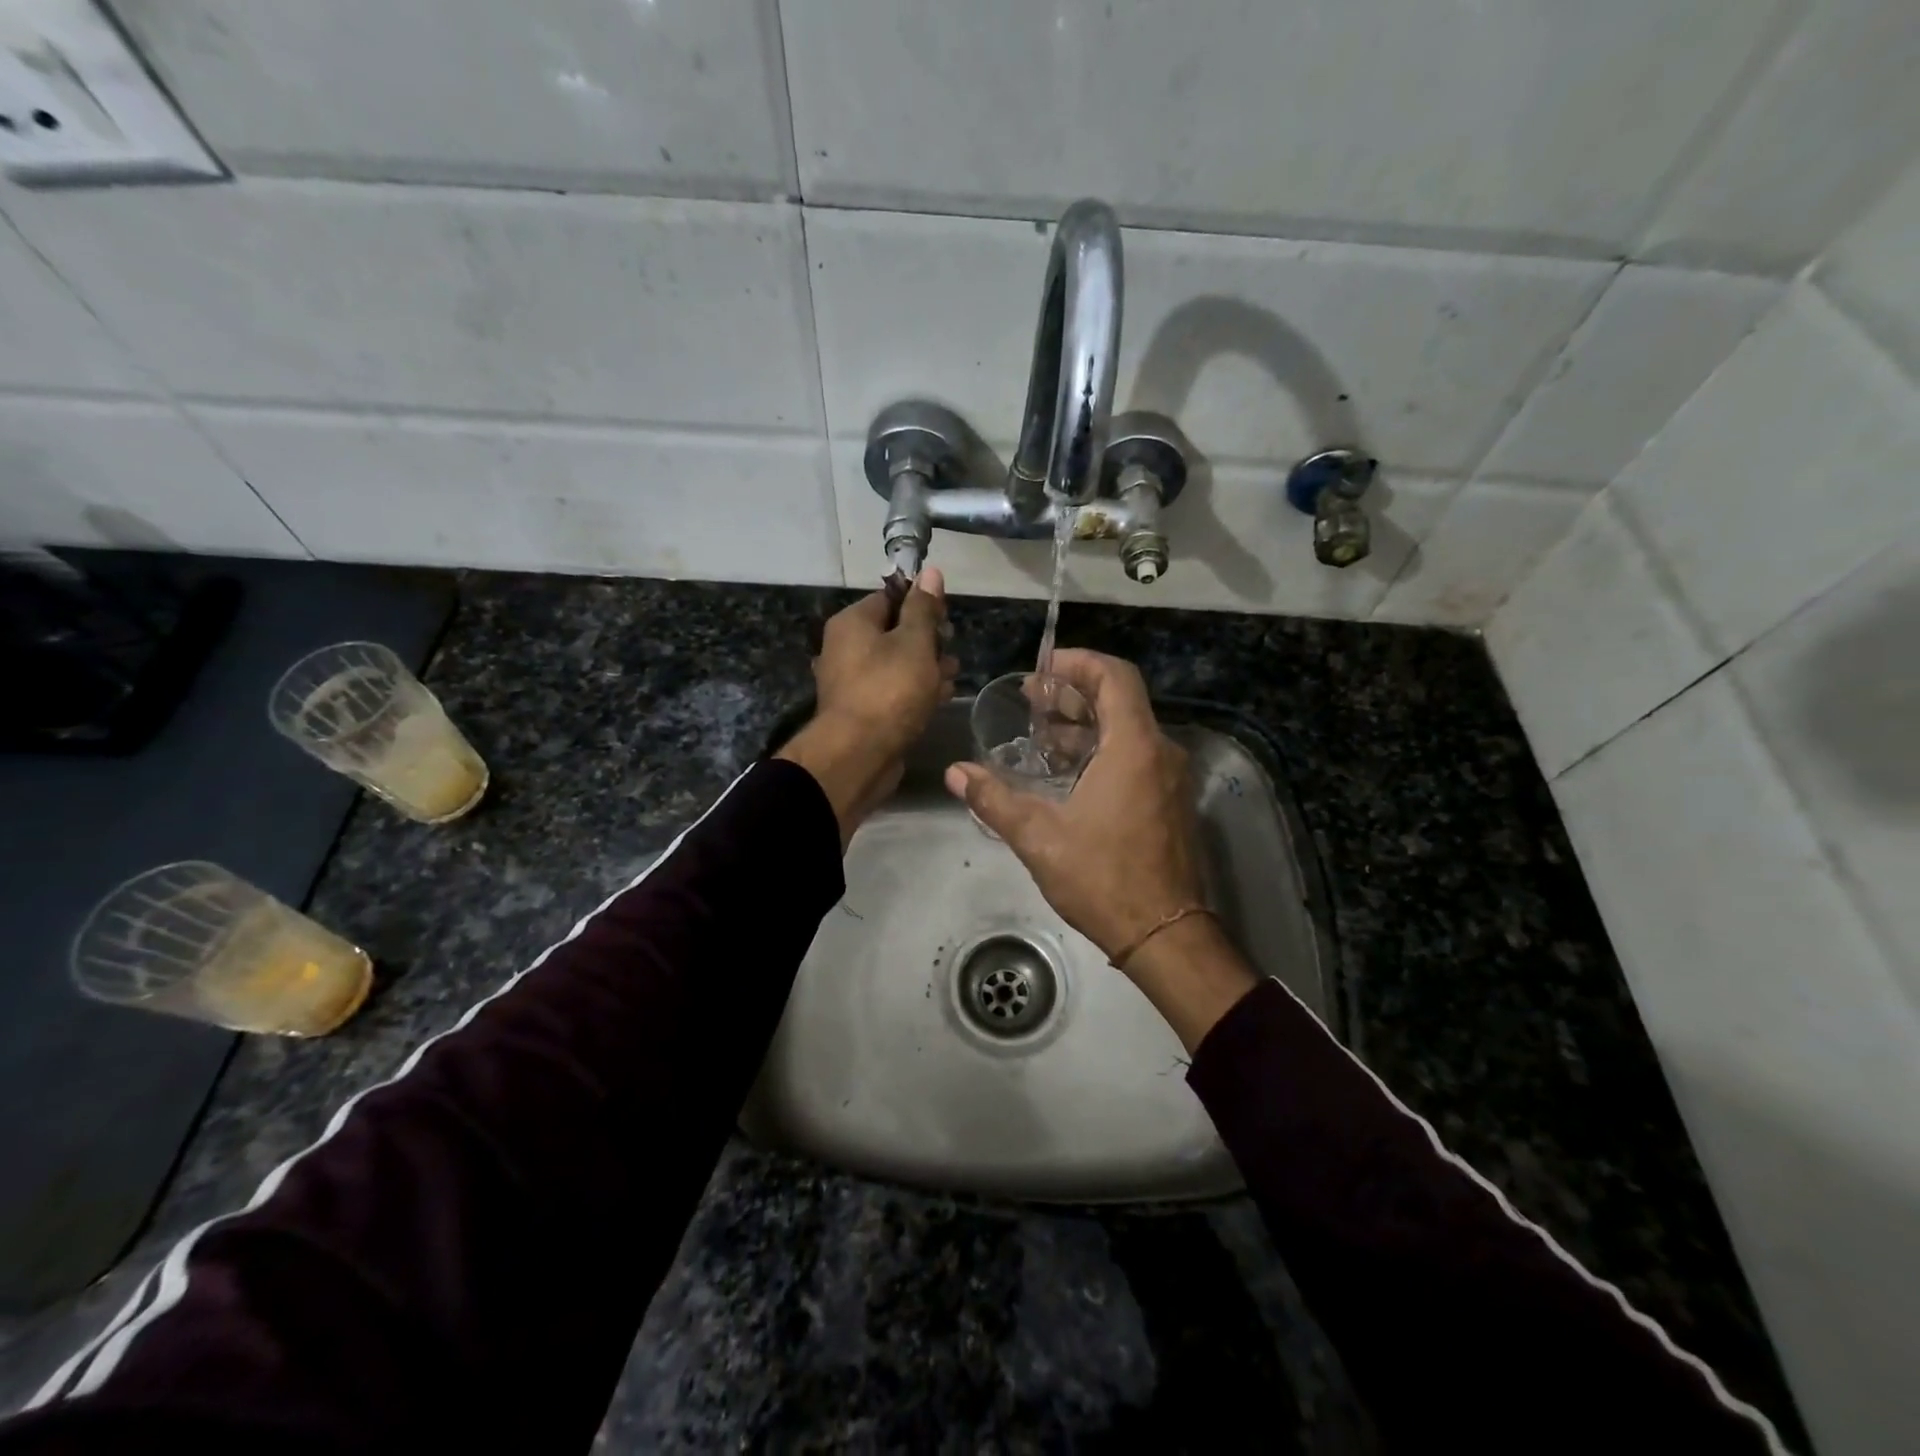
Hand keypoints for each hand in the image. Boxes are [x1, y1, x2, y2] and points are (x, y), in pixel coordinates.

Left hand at [778, 569, 957, 843]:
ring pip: (896, 664)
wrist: (859, 755)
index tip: (947, 619)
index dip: (922, 604)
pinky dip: (915, 691)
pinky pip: (893, 691)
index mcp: (852, 623)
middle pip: (894, 632)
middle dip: (928, 640)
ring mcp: (853, 682)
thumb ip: (924, 609)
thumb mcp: (914, 643)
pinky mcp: (863, 711)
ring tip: (952, 676)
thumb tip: (931, 571)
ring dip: (926, 667)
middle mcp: (846, 648)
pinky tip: (939, 698)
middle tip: (952, 649)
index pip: (890, 598)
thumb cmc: (889, 690)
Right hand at [944, 649, 1258, 1049]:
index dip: (1078, 663)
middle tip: (1032, 701)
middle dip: (1074, 694)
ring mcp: (1170, 778)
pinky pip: (1137, 755)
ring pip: (1128, 729)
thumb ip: (995, 800)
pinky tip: (1068, 772)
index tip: (1042, 670)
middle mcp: (1160, 752)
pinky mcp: (1170, 801)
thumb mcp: (1040, 838)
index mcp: (1134, 748)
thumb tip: (956, 772)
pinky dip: (1103, 749)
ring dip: (1086, 724)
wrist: (1165, 934)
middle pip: (1120, 700)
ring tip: (1041, 735)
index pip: (1114, 677)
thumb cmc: (1104, 879)